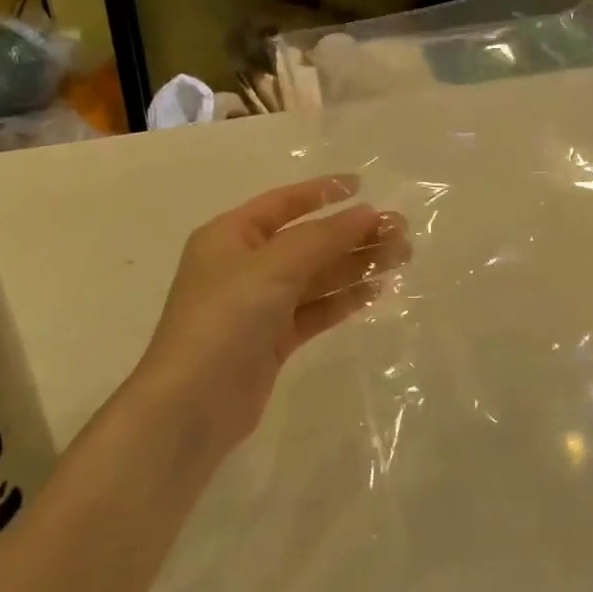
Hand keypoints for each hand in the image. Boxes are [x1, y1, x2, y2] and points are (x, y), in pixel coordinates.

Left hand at [134, 176, 409, 460]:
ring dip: (356, 264)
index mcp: (231, 236)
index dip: (323, 192)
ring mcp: (259, 305)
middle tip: (400, 231)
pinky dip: (344, 299)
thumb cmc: (226, 318)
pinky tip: (377, 291)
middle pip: (308, 241)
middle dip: (353, 234)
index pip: (284, 203)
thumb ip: (324, 237)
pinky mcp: (274, 339)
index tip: (364, 186)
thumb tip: (367, 213)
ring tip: (401, 257)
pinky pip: (316, 309)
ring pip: (317, 276)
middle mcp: (245, 265)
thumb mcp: (274, 266)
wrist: (192, 405)